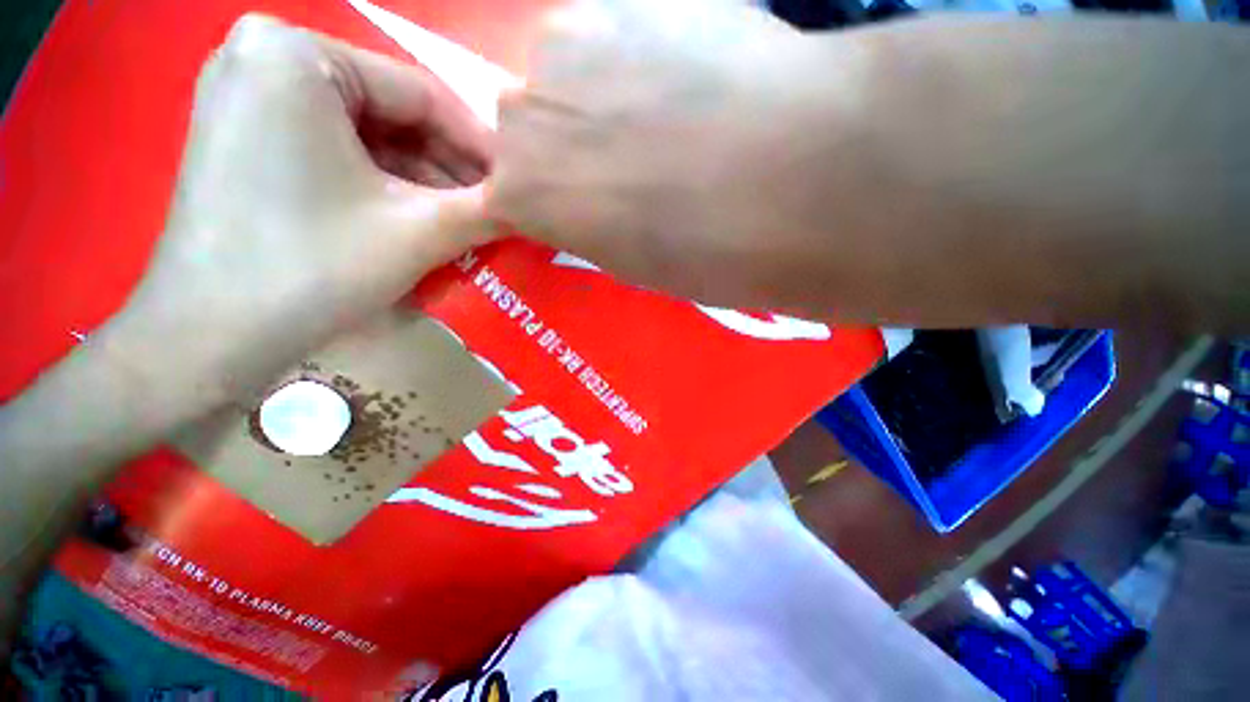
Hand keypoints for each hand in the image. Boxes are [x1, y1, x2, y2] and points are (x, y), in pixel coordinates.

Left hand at [108, 15, 494, 402]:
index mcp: (297, 55)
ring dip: (425, 182)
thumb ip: (488, 210)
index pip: (422, 94)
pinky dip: (386, 185)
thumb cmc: (309, 269)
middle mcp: (267, 57)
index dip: (482, 147)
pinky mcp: (247, 138)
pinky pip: (338, 151)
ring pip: (369, 135)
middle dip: (452, 169)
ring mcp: (250, 98)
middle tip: (497, 209)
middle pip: (393, 113)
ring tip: (470, 221)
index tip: (519, 186)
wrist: (207, 338)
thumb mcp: (418, 233)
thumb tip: (533, 204)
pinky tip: (423, 219)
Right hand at [489, 0, 825, 307]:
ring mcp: (570, 40)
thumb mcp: (633, 264)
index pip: (502, 194)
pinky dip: (647, 51)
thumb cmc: (702, 254)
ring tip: (671, 115)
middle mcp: (525, 113)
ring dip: (603, 89)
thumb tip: (595, 203)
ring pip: (569, 66)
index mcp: (525, 194)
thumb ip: (593, 226)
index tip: (568, 206)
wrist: (786, 180)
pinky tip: (697, 77)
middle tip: (629, 161)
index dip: (538, 199)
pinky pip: (620, 28)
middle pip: (530, 121)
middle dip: (568, 143)